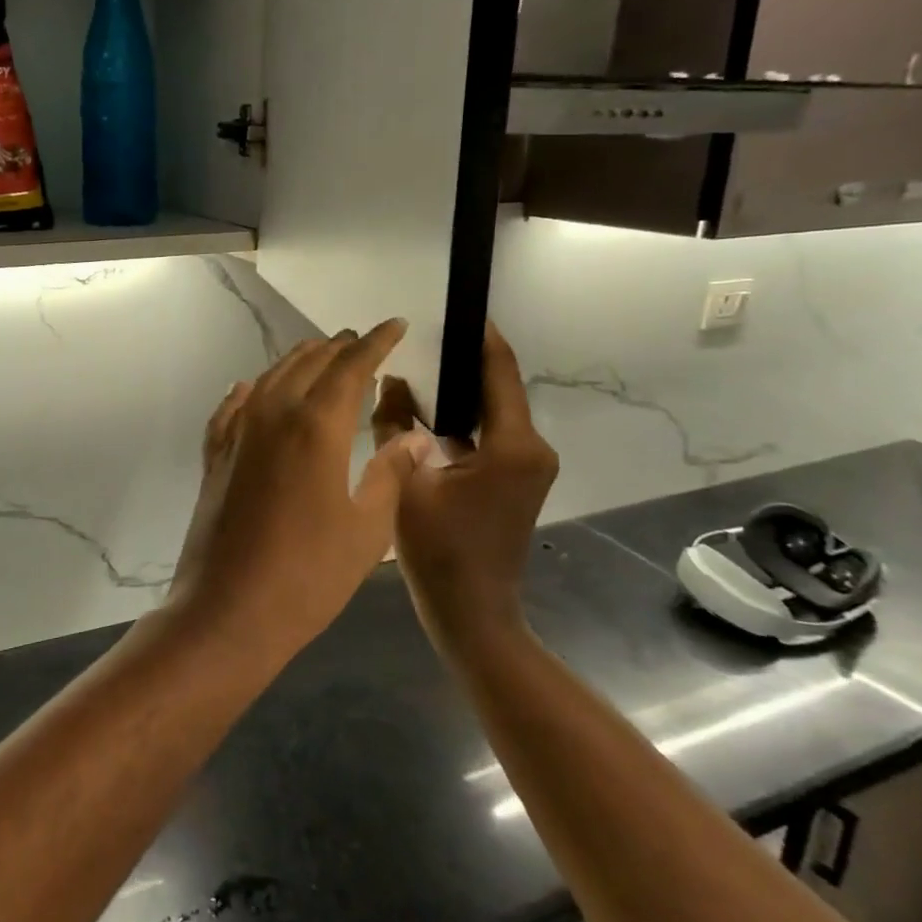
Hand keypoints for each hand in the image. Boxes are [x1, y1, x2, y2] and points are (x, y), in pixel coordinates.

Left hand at [167, 320, 435, 666]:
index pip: (351, 366)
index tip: (396, 325)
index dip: (376, 342)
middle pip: (308, 363)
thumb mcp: (368, 528)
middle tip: (363, 341)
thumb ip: (390, 473)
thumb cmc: (309, 574)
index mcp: (316, 426)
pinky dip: (249, 392)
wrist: (229, 609)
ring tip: (321, 356)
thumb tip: (413, 438)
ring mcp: (237, 434)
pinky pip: (232, 409)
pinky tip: (251, 389)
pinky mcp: (215, 456)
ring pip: (269, 378)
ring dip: (299, 362)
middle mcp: (272, 415)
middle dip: (339, 346)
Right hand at [371, 322, 558, 645]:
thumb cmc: (439, 551)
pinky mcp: (515, 480)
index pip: (499, 371)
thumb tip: (390, 380)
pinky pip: (489, 434)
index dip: (479, 336)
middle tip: (417, 339)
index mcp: (513, 445)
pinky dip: (460, 420)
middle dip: (460, 362)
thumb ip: (395, 424)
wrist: (471, 614)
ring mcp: (528, 466)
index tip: (453, 307)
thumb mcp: (406, 482)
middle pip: (497, 388)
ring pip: (491, 412)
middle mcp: (532, 448)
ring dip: (457, 392)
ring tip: (414, 369)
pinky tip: (424, 414)